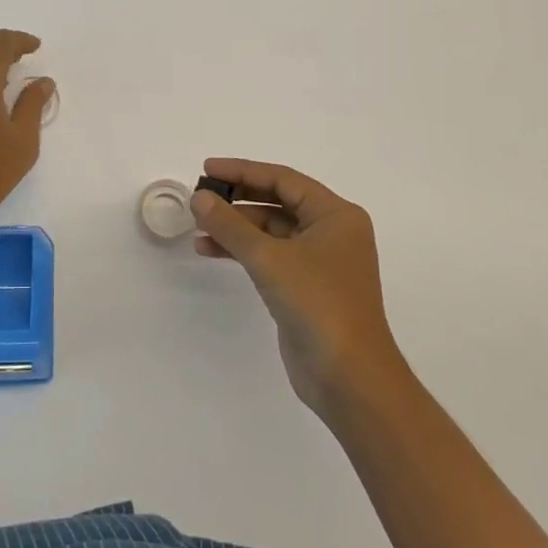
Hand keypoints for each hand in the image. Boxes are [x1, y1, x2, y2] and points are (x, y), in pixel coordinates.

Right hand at [192, 158, 406, 416]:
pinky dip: (243, 251)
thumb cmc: (318, 304)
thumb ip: (231, 225)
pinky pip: (270, 256)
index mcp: (336, 215)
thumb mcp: (269, 258)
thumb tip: (199, 197)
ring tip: (197, 227)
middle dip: (237, 200)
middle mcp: (331, 232)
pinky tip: (211, 250)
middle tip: (199, 198)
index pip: (283, 179)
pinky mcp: (307, 288)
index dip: (243, 171)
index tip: (207, 169)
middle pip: (277, 202)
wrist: (349, 378)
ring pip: (271, 231)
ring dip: (235, 228)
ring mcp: (320, 261)